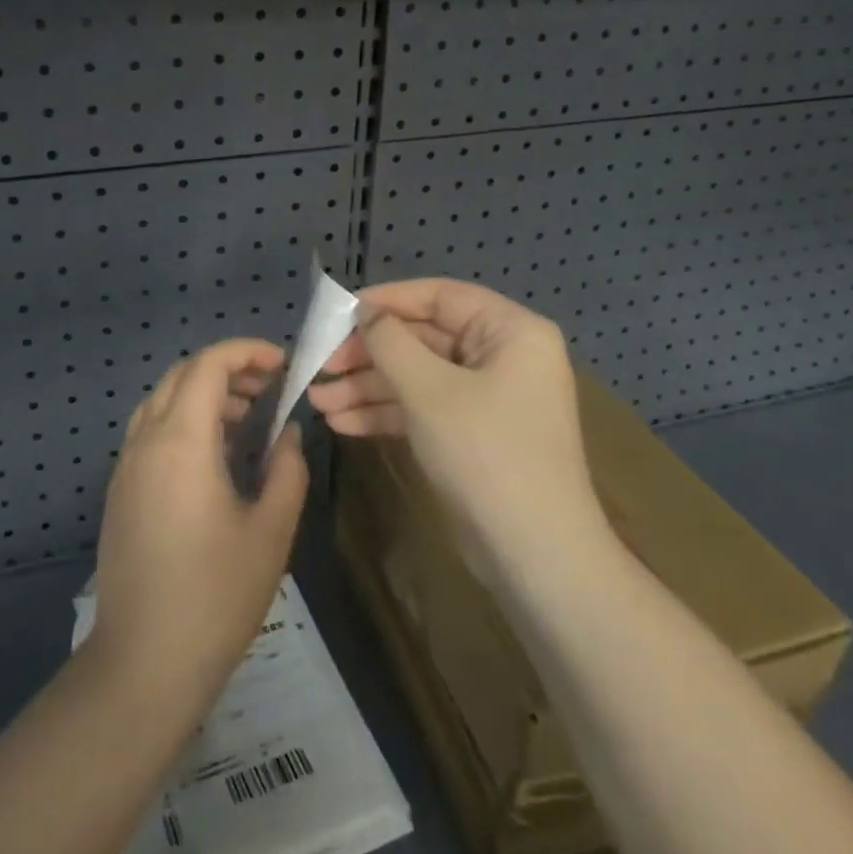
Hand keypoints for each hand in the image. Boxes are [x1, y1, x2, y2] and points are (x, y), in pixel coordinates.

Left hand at [86, 339, 308, 713]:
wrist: (143, 664)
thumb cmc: (216, 596)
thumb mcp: (271, 531)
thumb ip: (287, 470)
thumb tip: (289, 432)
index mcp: (181, 441)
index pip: (208, 365)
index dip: (246, 351)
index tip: (283, 364)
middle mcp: (146, 441)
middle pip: (182, 375)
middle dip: (227, 368)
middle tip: (269, 389)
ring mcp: (127, 466)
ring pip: (163, 401)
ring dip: (204, 394)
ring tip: (248, 418)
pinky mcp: (121, 492)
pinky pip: (151, 431)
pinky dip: (184, 421)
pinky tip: (216, 456)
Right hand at [308, 278, 603, 561]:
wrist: (535, 557)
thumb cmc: (486, 453)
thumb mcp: (429, 390)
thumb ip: (390, 342)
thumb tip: (364, 310)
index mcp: (510, 331)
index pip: (440, 296)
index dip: (386, 300)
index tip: (338, 311)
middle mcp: (502, 356)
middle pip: (423, 338)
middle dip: (368, 354)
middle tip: (320, 363)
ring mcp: (487, 397)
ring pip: (417, 376)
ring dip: (367, 387)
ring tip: (317, 399)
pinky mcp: (471, 433)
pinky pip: (423, 407)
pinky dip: (385, 412)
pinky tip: (341, 422)